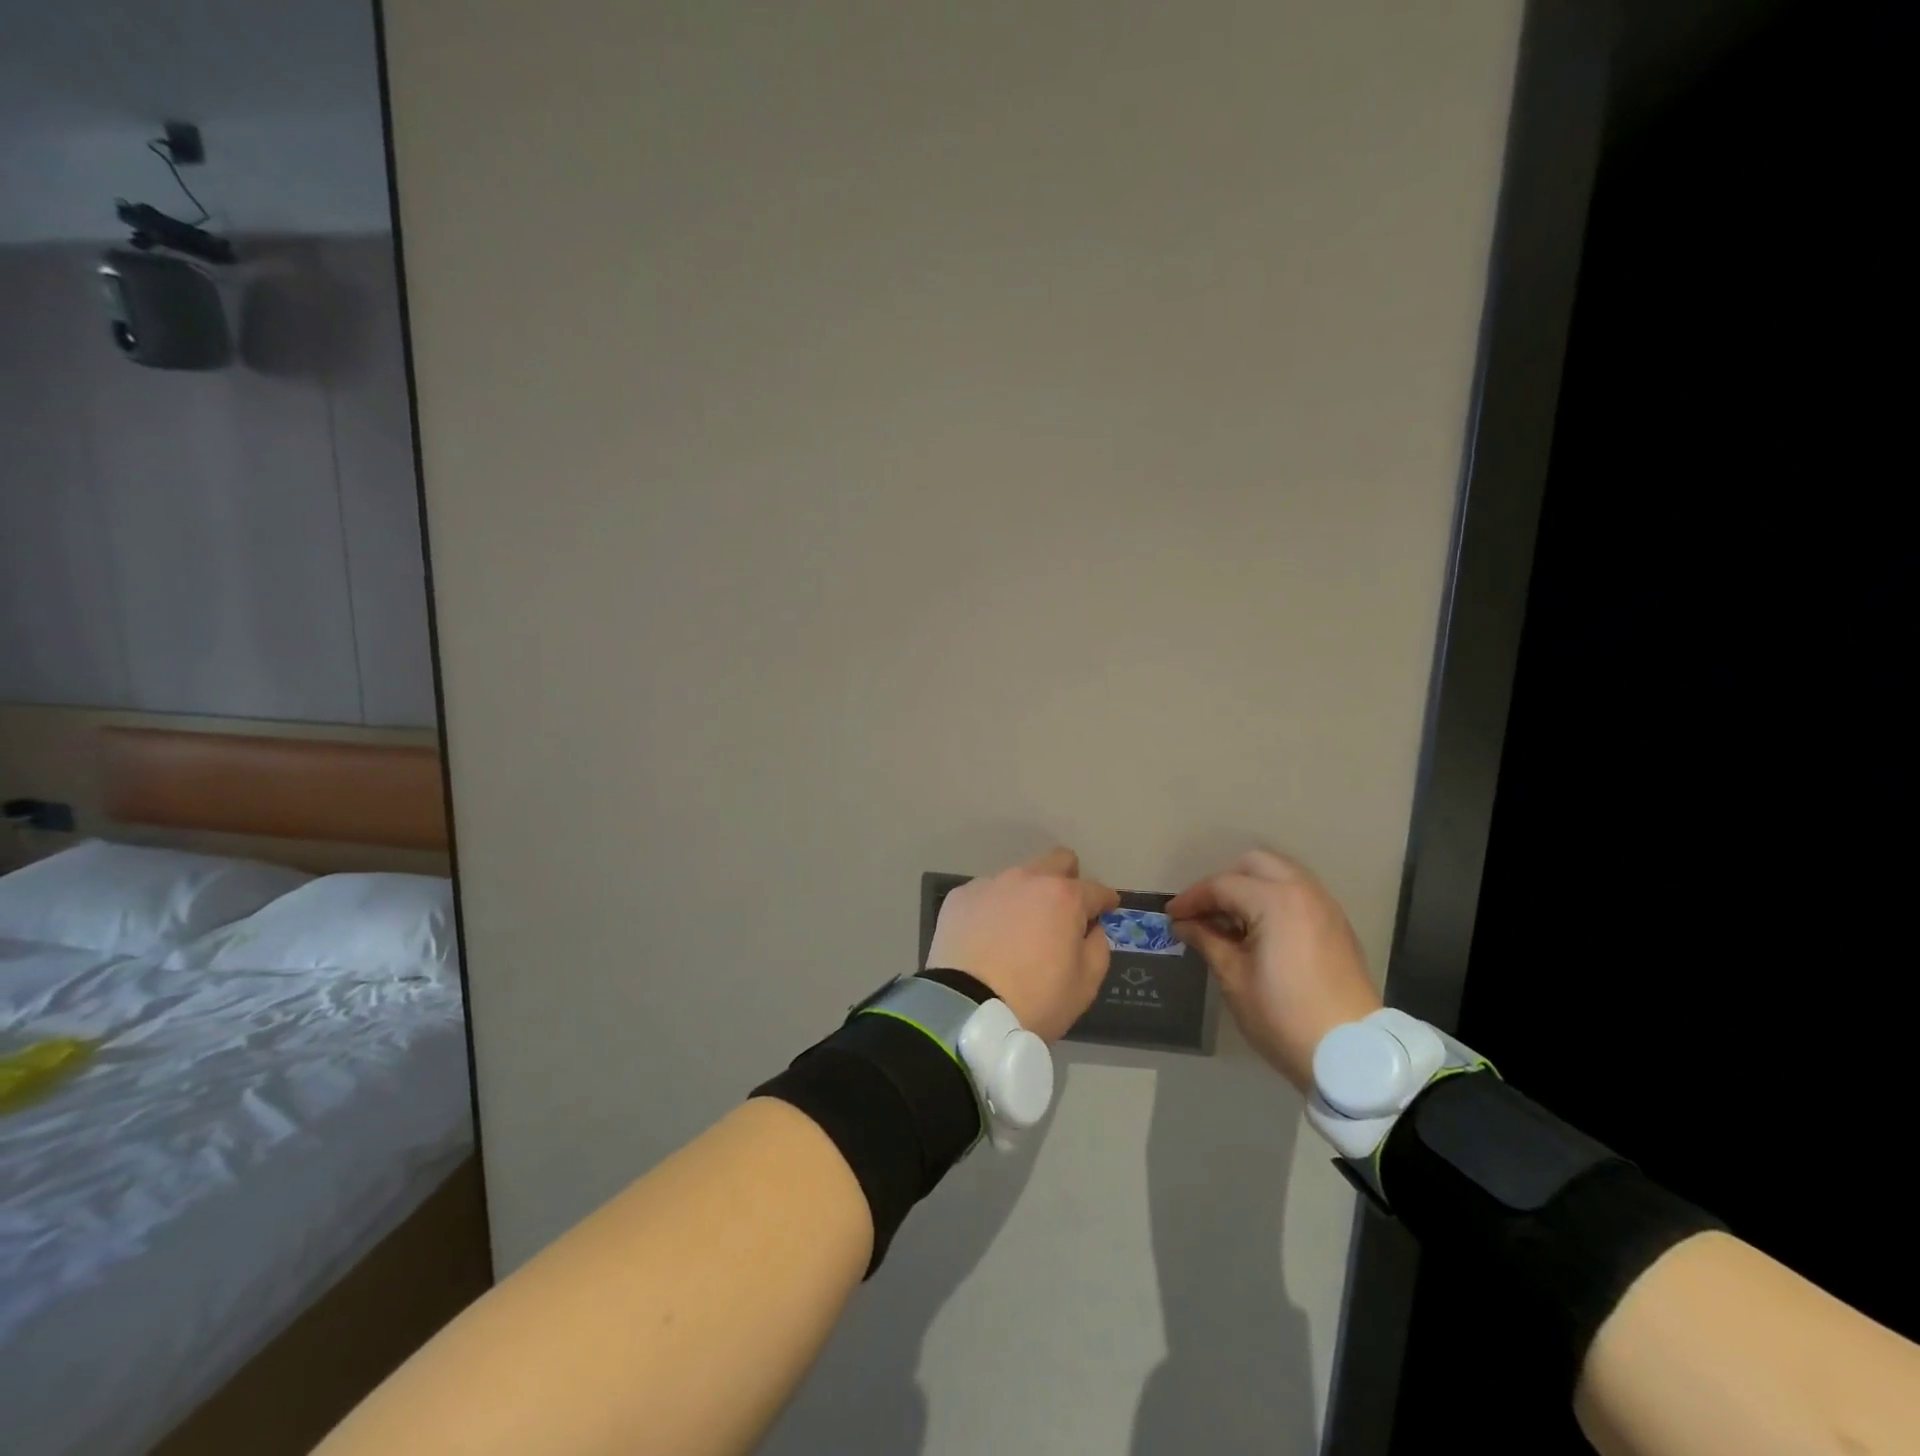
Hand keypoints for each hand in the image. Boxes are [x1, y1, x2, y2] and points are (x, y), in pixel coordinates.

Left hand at [924, 847, 1119, 1042]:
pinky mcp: (959, 897)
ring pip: (1018, 878)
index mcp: (1063, 897)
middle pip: (1056, 861)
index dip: (1105, 900)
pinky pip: (986, 895)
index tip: (1107, 908)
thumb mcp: (1085, 984)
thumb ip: (1097, 947)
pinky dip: (993, 909)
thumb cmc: (1035, 1000)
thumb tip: (1091, 928)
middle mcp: (1027, 879)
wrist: (967, 1010)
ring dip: (1026, 896)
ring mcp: (990, 884)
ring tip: (1019, 929)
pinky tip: (987, 936)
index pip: (1095, 889)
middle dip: (1068, 878)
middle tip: (1064, 908)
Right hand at [1167, 849, 1381, 1091]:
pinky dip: (1273, 899)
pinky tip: (1258, 930)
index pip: (1223, 886)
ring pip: (1280, 875)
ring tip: (1228, 920)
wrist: (1352, 1055)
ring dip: (1250, 887)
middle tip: (1203, 910)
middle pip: (1255, 864)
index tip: (1171, 916)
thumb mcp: (1234, 978)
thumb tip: (1184, 924)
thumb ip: (1207, 940)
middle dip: (1224, 881)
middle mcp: (1304, 892)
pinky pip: (1298, 894)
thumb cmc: (1283, 1015)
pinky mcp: (1337, 926)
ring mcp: (1325, 907)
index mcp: (1276, 901)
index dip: (1192, 899)